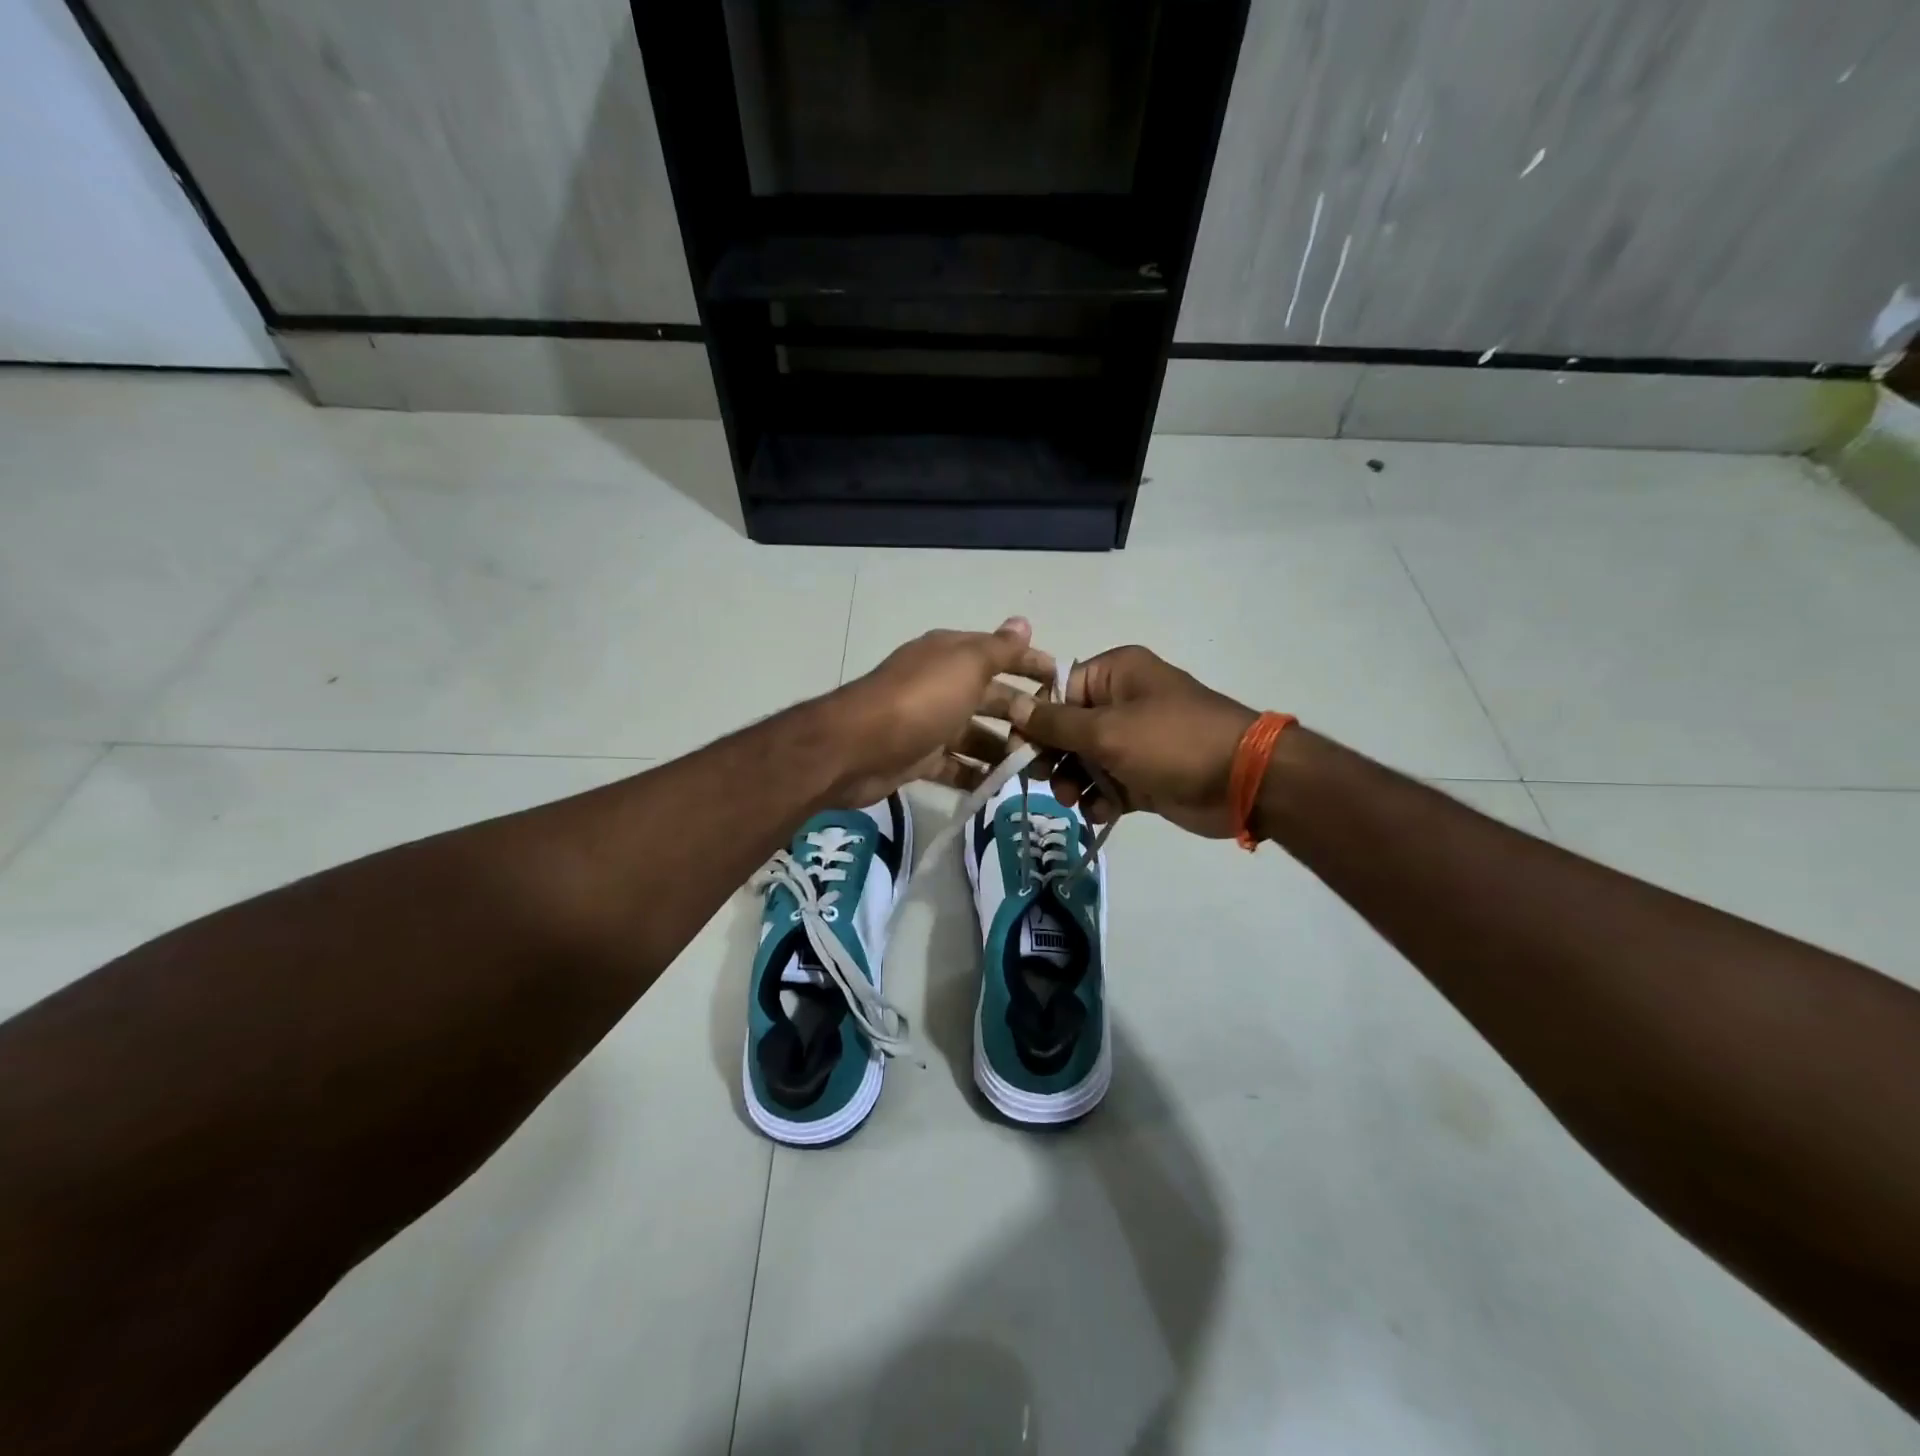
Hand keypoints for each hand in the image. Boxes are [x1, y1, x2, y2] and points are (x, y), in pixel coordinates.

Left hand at [821, 618, 1054, 806]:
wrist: (857, 747)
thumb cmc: (920, 699)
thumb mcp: (966, 665)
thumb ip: (999, 648)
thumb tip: (1023, 621)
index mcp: (952, 656)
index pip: (1001, 654)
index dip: (1031, 665)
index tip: (1063, 684)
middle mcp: (941, 685)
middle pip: (992, 699)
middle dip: (1023, 716)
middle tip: (1056, 740)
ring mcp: (930, 723)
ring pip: (976, 736)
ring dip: (1003, 750)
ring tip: (1035, 770)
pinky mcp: (919, 758)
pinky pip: (955, 766)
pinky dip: (975, 774)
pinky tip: (999, 786)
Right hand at [1010, 645, 1256, 838]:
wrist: (1243, 781)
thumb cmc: (1171, 742)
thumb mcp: (1107, 730)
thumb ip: (1055, 723)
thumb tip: (1013, 705)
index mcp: (1115, 673)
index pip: (1059, 689)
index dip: (1036, 719)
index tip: (1019, 748)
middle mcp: (1123, 701)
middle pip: (1068, 728)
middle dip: (1053, 756)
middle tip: (1043, 779)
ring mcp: (1136, 740)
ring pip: (1085, 760)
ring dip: (1073, 781)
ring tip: (1072, 800)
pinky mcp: (1145, 774)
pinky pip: (1108, 784)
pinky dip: (1100, 799)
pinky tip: (1100, 813)